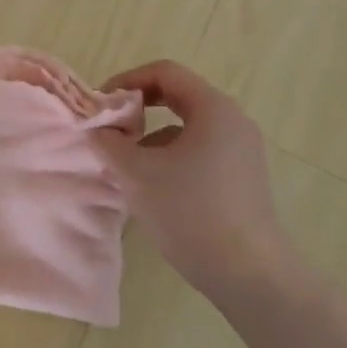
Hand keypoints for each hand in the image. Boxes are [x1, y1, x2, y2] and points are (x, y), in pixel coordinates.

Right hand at [93, 60, 292, 294]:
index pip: (164, 72)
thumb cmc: (190, 212)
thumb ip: (109, 142)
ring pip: (187, 126)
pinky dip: (172, 156)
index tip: (102, 105)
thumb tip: (97, 129)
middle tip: (110, 129)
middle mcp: (233, 120)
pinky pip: (200, 149)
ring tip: (126, 164)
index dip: (127, 80)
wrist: (249, 275)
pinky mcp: (243, 177)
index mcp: (213, 108)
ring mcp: (242, 150)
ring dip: (152, 136)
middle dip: (138, 109)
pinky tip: (154, 187)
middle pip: (178, 96)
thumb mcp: (136, 173)